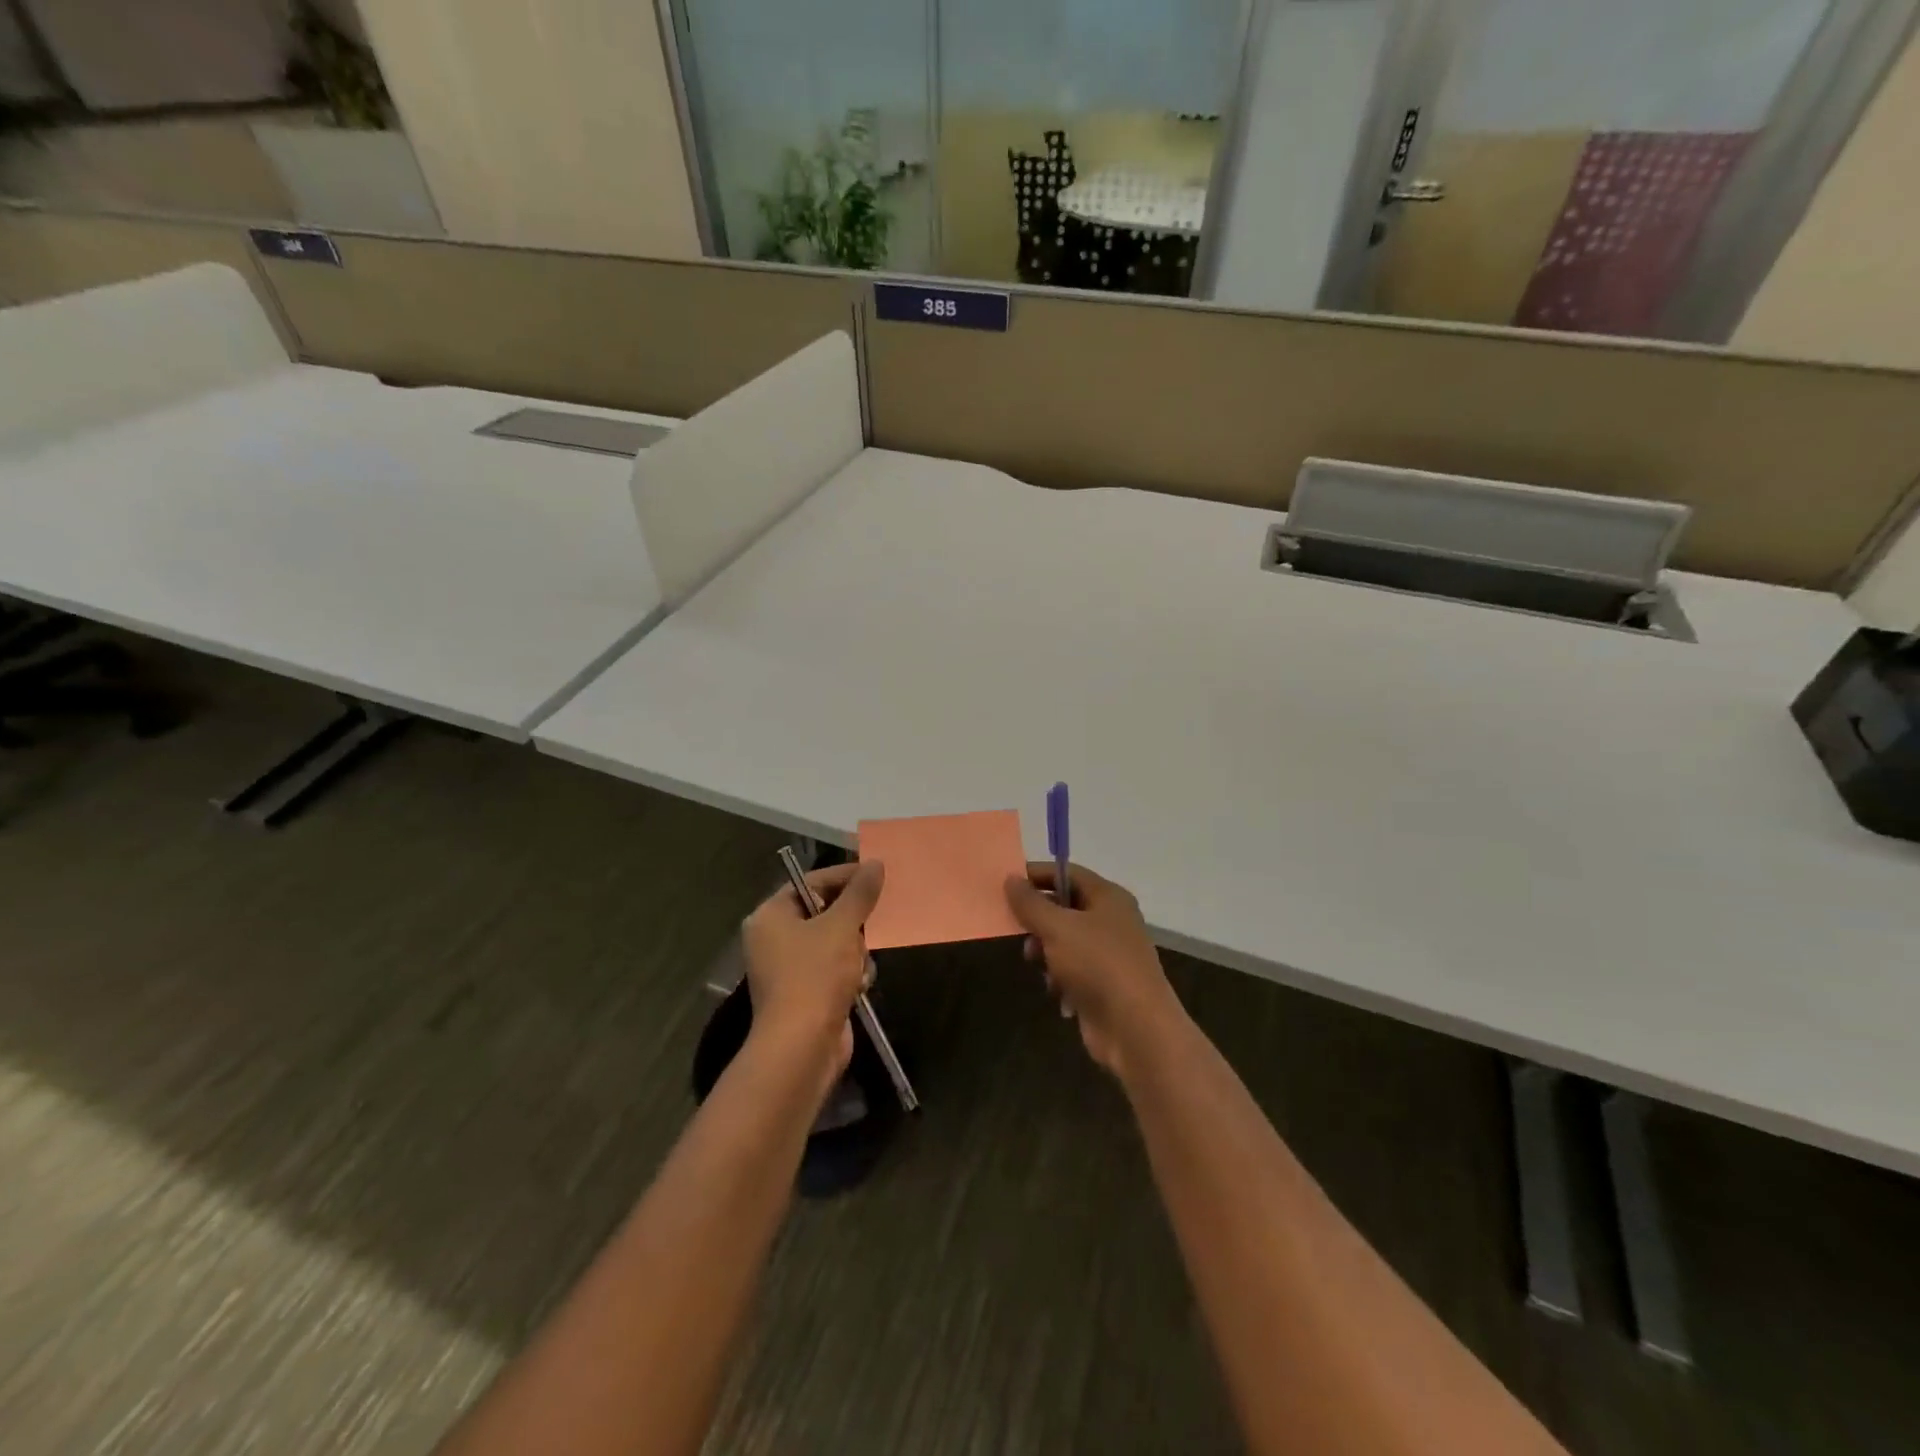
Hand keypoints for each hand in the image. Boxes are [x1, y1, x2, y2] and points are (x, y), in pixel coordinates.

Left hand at [741, 860, 884, 1084]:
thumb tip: (875, 863)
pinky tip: (859, 985)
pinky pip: (835, 968)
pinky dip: (851, 974)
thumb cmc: (815, 976)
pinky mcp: (806, 993)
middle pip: (824, 911)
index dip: (845, 876)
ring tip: (860, 964)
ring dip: (855, 951)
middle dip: (852, 921)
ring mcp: (789, 968)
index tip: (877, 875)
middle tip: (875, 920)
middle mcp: (774, 938)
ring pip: (835, 941)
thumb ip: (859, 894)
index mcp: (771, 916)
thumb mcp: (841, 927)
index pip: (811, 882)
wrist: (802, 1047)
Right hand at [1004, 863, 1186, 1078]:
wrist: (1135, 1028)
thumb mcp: (1057, 928)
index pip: (1068, 873)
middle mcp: (1111, 921)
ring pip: (1065, 941)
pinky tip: (1056, 990)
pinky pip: (1072, 970)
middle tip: (1016, 928)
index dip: (1038, 874)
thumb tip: (1011, 879)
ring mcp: (1108, 954)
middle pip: (1065, 907)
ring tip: (1035, 962)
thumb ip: (1031, 903)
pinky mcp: (1103, 985)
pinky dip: (1060, 977)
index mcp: (1108, 897)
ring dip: (1046, 951)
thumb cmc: (1097, 965)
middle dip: (1038, 919)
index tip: (1007, 882)